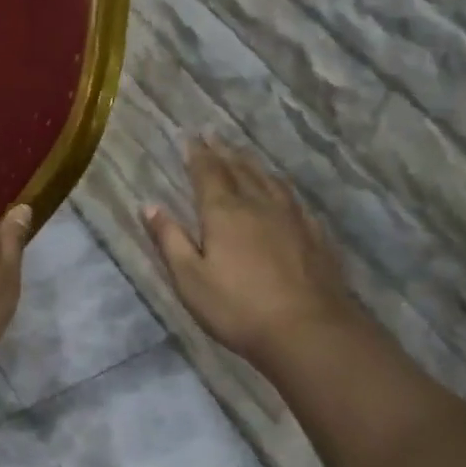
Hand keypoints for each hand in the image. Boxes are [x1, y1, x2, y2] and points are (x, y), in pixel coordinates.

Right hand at [143, 137, 361, 371]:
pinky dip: (281, 187)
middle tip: (214, 136)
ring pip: (270, 180)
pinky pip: (294, 199)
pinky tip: (282, 193)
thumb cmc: (238, 308)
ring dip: (253, 164)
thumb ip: (169, 240)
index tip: (191, 138)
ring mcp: (292, 218)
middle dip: (224, 152)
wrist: (308, 330)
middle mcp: (259, 205)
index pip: (208, 173)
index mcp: (224, 213)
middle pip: (240, 170)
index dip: (198, 155)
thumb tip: (149, 206)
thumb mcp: (190, 279)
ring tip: (244, 155)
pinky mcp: (315, 235)